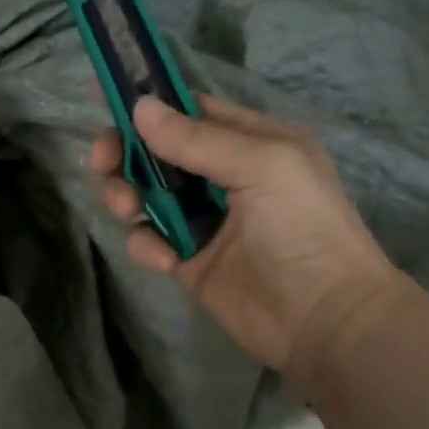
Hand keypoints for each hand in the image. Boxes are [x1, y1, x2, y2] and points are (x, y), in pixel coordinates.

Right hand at [91, 95, 401, 380]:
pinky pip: (150, 238)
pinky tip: (165, 260)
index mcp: (251, 142)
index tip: (107, 106)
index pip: (189, 111)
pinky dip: (147, 244)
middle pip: (156, 151)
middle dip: (125, 154)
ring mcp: (204, 218)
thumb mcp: (261, 167)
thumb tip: (139, 107)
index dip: (149, 107)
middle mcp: (224, 174)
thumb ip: (197, 139)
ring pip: (145, 193)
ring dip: (127, 197)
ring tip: (129, 211)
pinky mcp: (188, 258)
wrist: (325, 321)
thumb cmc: (304, 229)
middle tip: (103, 166)